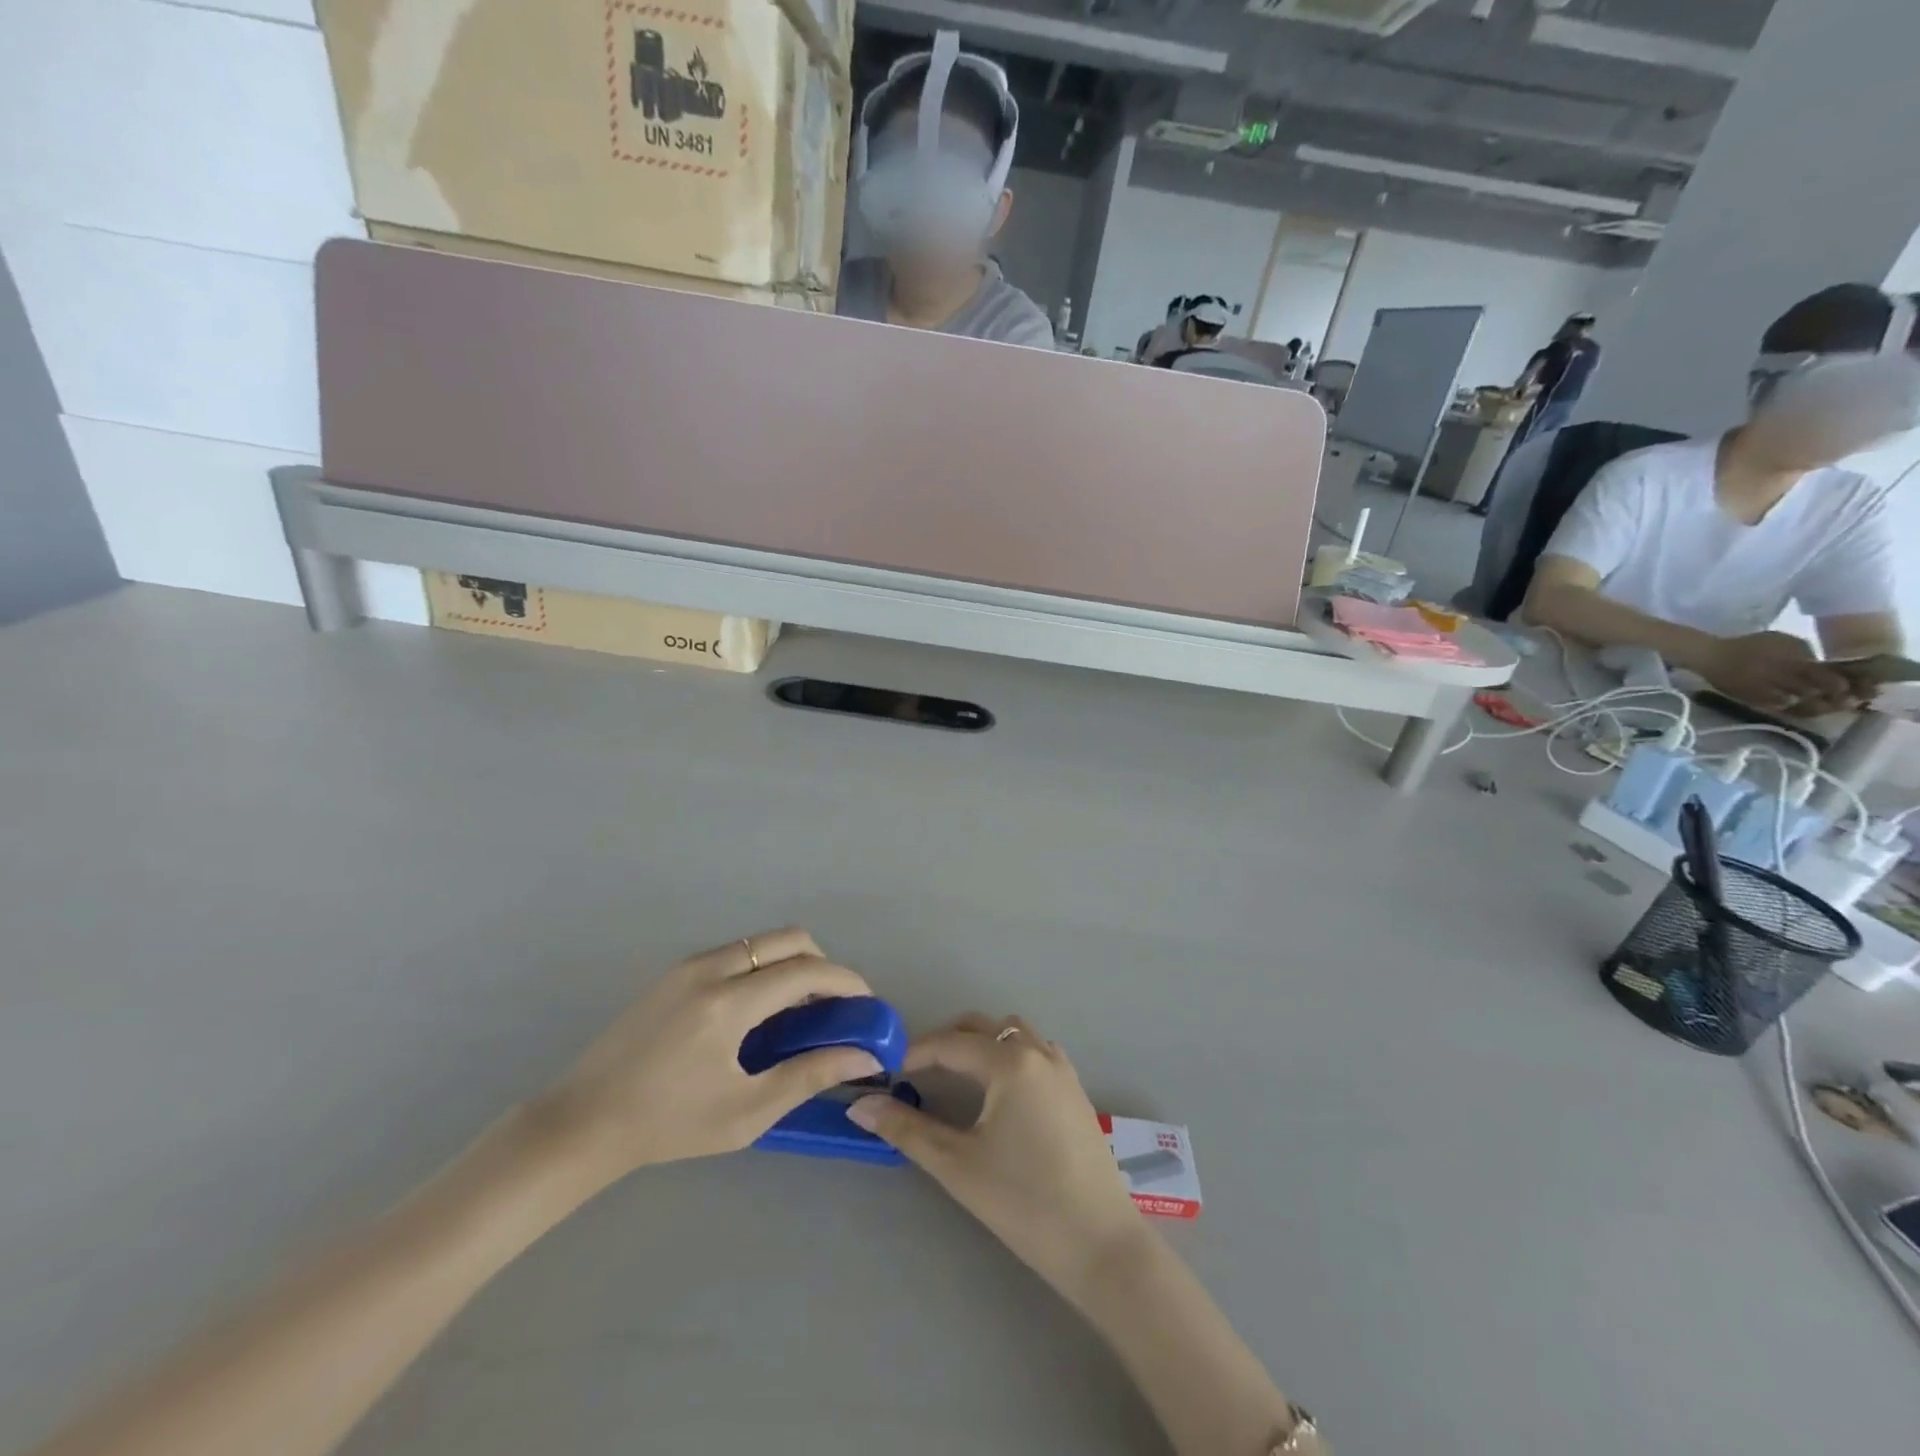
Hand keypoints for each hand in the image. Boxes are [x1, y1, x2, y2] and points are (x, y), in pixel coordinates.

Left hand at [537, 929, 879, 1190]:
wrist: (583, 1121)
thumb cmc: (668, 1125)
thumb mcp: (746, 1112)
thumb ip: (809, 1075)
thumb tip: (863, 1054)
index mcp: (727, 1003)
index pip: (805, 971)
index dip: (845, 981)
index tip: (867, 1003)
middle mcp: (710, 968)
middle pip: (788, 939)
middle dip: (823, 964)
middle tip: (833, 1006)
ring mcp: (688, 965)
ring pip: (762, 942)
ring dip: (792, 964)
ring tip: (797, 1013)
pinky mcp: (675, 972)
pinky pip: (737, 953)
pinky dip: (763, 968)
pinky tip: (758, 1012)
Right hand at [848, 1013, 1143, 1300]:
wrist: (1101, 1245)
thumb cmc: (1024, 1202)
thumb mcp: (957, 1165)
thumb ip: (906, 1129)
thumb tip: (859, 1105)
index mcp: (1010, 1062)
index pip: (950, 1043)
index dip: (914, 1053)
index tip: (886, 1072)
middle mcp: (1038, 1052)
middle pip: (983, 1027)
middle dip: (946, 1042)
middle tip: (915, 1073)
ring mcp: (1062, 1069)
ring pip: (1013, 1033)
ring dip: (980, 1044)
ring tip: (954, 1077)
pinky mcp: (1075, 1090)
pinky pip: (1035, 1051)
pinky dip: (1008, 1055)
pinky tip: (998, 1092)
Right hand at [1700, 631, 1851, 714]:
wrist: (1710, 657)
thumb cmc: (1748, 645)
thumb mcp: (1781, 640)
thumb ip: (1804, 653)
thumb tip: (1824, 666)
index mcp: (1793, 664)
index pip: (1828, 679)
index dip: (1844, 686)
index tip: (1855, 689)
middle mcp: (1783, 681)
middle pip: (1817, 695)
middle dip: (1833, 700)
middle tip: (1845, 701)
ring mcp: (1768, 693)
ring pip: (1801, 706)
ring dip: (1816, 707)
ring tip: (1824, 706)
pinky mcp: (1755, 702)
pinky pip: (1781, 709)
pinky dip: (1793, 710)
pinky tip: (1798, 707)